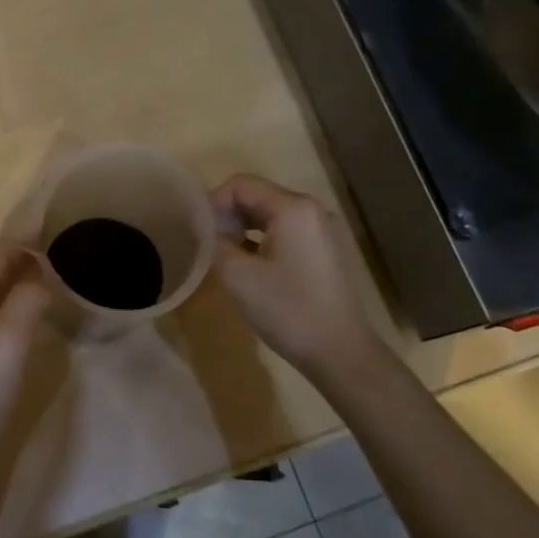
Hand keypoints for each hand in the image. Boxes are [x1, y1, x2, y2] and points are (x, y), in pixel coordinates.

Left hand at [0, 242, 51, 508]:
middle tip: (62, 257)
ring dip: (17, 286)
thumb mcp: (7, 343)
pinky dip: (10, 312)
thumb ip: (25, 300)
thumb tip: (41, 273)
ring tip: (51, 285)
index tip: (57, 229)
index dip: (24, 240)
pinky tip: (26, 328)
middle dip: (22, 260)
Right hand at [211, 173, 387, 382]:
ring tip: (224, 254)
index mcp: (293, 207)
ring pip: (271, 213)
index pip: (241, 184)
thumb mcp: (238, 276)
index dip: (213, 202)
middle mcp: (311, 209)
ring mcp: (322, 230)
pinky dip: (262, 239)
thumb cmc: (288, 310)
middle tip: (207, 243)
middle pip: (257, 195)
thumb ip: (215, 242)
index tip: (198, 231)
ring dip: (243, 227)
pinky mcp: (325, 250)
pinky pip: (286, 230)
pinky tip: (249, 264)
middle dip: (227, 214)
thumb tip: (204, 228)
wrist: (341, 353)